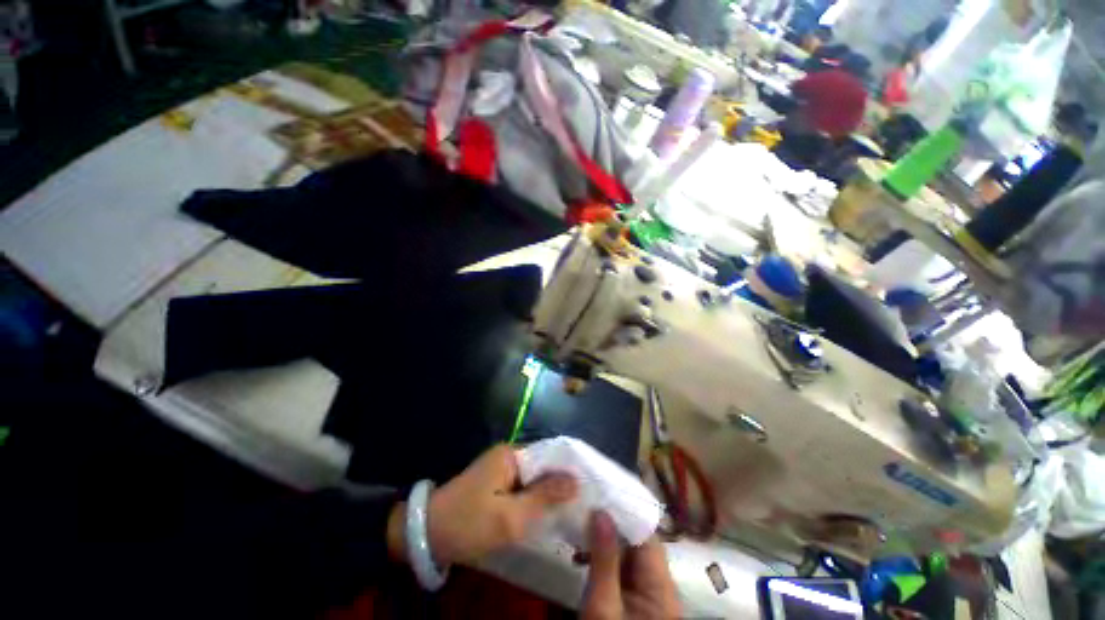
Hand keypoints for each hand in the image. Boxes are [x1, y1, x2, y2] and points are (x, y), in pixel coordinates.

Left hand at [387, 445, 577, 566]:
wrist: (426, 535)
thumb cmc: (468, 523)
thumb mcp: (509, 517)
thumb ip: (544, 497)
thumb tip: (576, 480)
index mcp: (512, 455)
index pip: (551, 454)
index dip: (571, 468)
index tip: (593, 483)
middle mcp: (510, 456)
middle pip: (545, 466)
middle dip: (564, 483)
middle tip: (588, 501)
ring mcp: (503, 470)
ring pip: (536, 479)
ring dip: (552, 493)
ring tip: (577, 508)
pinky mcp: (498, 484)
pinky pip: (525, 488)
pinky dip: (538, 499)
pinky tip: (552, 513)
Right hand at [581, 511, 679, 619]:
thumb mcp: (602, 606)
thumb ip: (604, 561)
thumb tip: (601, 512)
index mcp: (662, 585)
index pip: (647, 534)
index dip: (625, 512)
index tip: (602, 494)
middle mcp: (662, 585)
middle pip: (638, 542)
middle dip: (611, 525)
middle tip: (584, 510)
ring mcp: (650, 594)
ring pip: (629, 555)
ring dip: (605, 543)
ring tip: (579, 534)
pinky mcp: (637, 602)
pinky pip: (623, 570)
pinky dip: (605, 560)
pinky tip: (583, 558)